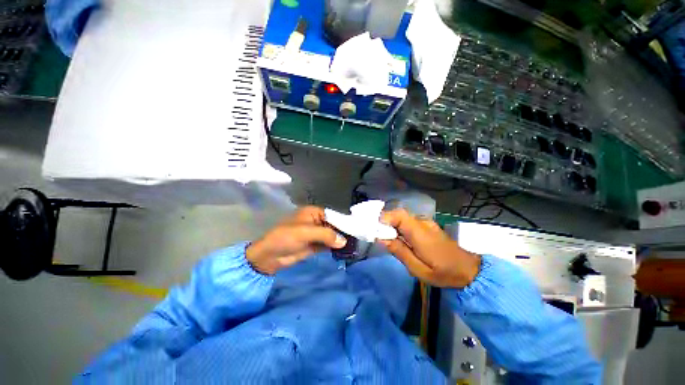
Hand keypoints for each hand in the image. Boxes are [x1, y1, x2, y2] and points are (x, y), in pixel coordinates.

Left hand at [246, 206, 346, 274]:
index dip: (343, 222)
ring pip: (331, 236)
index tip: (355, 229)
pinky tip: (344, 251)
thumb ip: (326, 235)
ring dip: (339, 240)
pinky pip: (327, 245)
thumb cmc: (286, 237)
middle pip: (333, 226)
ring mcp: (315, 234)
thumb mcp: (306, 232)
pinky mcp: (314, 245)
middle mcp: (316, 222)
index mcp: (313, 213)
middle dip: (342, 232)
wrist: (269, 256)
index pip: (332, 215)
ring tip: (354, 246)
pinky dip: (334, 248)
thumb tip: (344, 241)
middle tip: (357, 239)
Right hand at [379, 209, 480, 287]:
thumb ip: (400, 252)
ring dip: (391, 224)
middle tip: (377, 234)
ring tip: (386, 237)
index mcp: (420, 233)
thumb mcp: (419, 270)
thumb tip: (381, 238)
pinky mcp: (427, 225)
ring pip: (403, 217)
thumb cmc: (443, 273)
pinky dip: (399, 226)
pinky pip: (408, 221)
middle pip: (399, 214)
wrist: (469, 269)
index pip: (399, 215)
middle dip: (385, 221)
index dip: (384, 218)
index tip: (374, 228)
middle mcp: (422, 223)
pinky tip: (398, 237)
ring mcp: (426, 222)